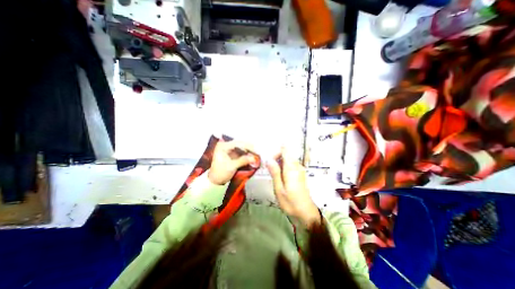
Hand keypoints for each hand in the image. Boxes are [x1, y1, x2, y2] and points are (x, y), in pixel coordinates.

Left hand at [208, 140, 258, 185]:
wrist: (215, 181)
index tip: (256, 151)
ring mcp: (229, 149)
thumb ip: (243, 161)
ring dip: (250, 151)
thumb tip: (254, 158)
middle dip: (250, 149)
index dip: (248, 147)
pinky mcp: (232, 154)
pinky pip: (242, 152)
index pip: (238, 143)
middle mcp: (226, 145)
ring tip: (257, 156)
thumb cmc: (220, 173)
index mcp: (223, 146)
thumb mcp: (231, 167)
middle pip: (241, 144)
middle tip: (258, 154)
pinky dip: (247, 154)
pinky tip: (252, 157)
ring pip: (242, 147)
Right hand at [266, 149, 320, 227]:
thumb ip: (275, 172)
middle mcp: (297, 166)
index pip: (285, 150)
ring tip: (274, 174)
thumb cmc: (290, 202)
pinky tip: (280, 177)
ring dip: (279, 163)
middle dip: (276, 158)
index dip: (276, 152)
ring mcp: (300, 170)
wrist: (305, 213)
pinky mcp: (300, 174)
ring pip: (288, 159)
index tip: (269, 161)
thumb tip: (269, 159)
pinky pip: (291, 165)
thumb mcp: (279, 188)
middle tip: (269, 169)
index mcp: (292, 168)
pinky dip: (283, 167)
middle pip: (286, 154)